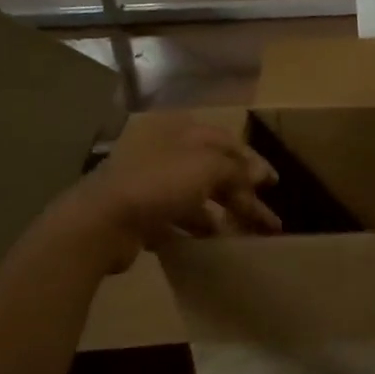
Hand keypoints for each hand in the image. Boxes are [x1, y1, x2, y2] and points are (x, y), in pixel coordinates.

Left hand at [58, 113, 278, 272]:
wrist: (100, 222)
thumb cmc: (158, 183)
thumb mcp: (207, 167)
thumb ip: (237, 169)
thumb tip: (261, 174)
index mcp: (181, 132)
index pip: (226, 142)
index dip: (253, 162)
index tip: (274, 184)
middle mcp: (166, 152)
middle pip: (214, 170)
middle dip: (242, 193)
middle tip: (268, 219)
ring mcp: (151, 182)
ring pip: (198, 195)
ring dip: (223, 212)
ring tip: (246, 234)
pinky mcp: (141, 212)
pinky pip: (178, 218)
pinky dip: (199, 227)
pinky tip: (215, 241)